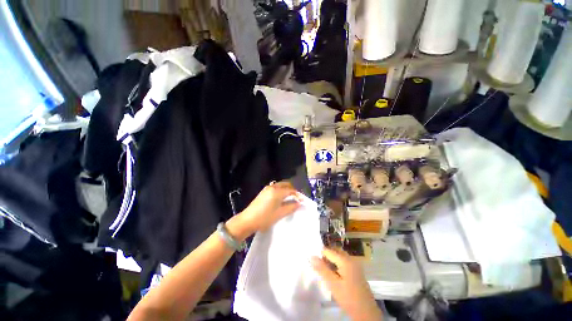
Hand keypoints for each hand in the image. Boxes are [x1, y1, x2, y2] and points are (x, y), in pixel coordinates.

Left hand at [226, 181, 301, 240]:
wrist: (247, 220)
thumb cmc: (264, 218)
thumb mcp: (280, 214)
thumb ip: (291, 207)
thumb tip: (299, 203)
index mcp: (277, 192)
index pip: (291, 190)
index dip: (297, 195)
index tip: (302, 200)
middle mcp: (272, 187)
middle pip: (286, 184)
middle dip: (292, 190)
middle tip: (297, 198)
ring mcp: (267, 188)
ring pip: (280, 185)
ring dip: (287, 189)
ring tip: (290, 198)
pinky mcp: (264, 191)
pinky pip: (276, 187)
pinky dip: (281, 190)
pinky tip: (281, 198)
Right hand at [312, 248, 382, 320]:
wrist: (366, 312)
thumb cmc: (348, 297)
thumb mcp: (333, 284)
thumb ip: (322, 269)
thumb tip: (312, 256)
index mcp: (345, 260)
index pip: (329, 251)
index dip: (320, 254)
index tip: (313, 260)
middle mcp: (351, 259)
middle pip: (335, 251)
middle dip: (326, 255)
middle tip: (319, 265)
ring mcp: (355, 265)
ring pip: (340, 256)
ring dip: (332, 259)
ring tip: (325, 269)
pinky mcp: (356, 271)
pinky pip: (344, 262)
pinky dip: (337, 264)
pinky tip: (334, 274)